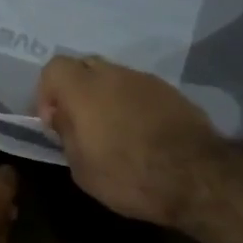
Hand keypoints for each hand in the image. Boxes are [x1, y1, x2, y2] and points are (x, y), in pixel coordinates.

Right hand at [35, 54, 228, 224]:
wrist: (195, 177)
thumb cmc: (128, 176)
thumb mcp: (82, 168)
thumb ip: (67, 135)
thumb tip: (63, 117)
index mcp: (84, 90)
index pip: (54, 67)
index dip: (47, 92)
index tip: (54, 122)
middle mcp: (114, 75)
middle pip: (85, 66)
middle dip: (76, 89)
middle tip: (80, 123)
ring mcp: (147, 80)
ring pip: (115, 77)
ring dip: (106, 96)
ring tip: (113, 130)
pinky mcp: (172, 92)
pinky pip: (140, 90)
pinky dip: (132, 104)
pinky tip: (140, 133)